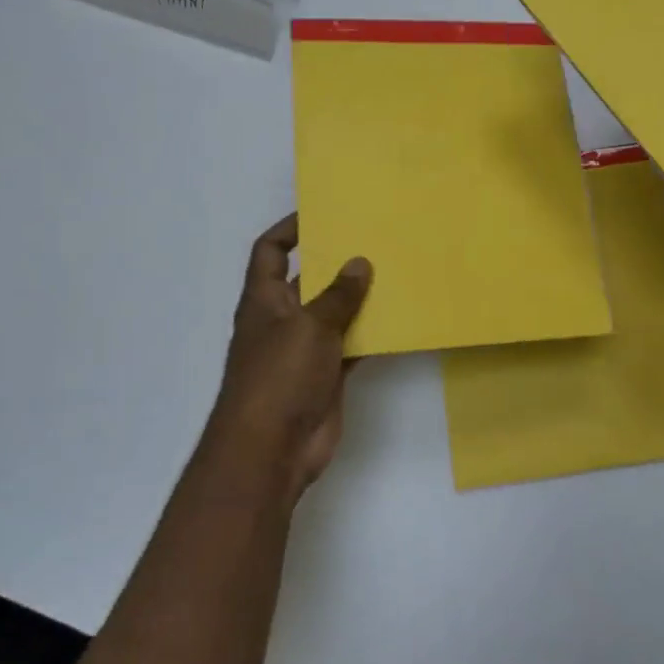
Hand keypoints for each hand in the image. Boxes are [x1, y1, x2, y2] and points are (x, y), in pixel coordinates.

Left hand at [206, 214, 371, 499]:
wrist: (271, 451)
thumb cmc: (280, 377)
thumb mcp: (309, 326)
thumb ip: (337, 295)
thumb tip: (359, 262)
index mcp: (264, 300)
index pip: (270, 251)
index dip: (290, 229)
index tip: (322, 212)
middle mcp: (282, 320)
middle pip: (307, 279)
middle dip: (335, 261)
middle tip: (374, 238)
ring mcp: (304, 350)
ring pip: (334, 313)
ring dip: (358, 298)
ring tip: (395, 271)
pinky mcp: (326, 375)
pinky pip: (351, 345)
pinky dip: (370, 334)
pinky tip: (399, 319)